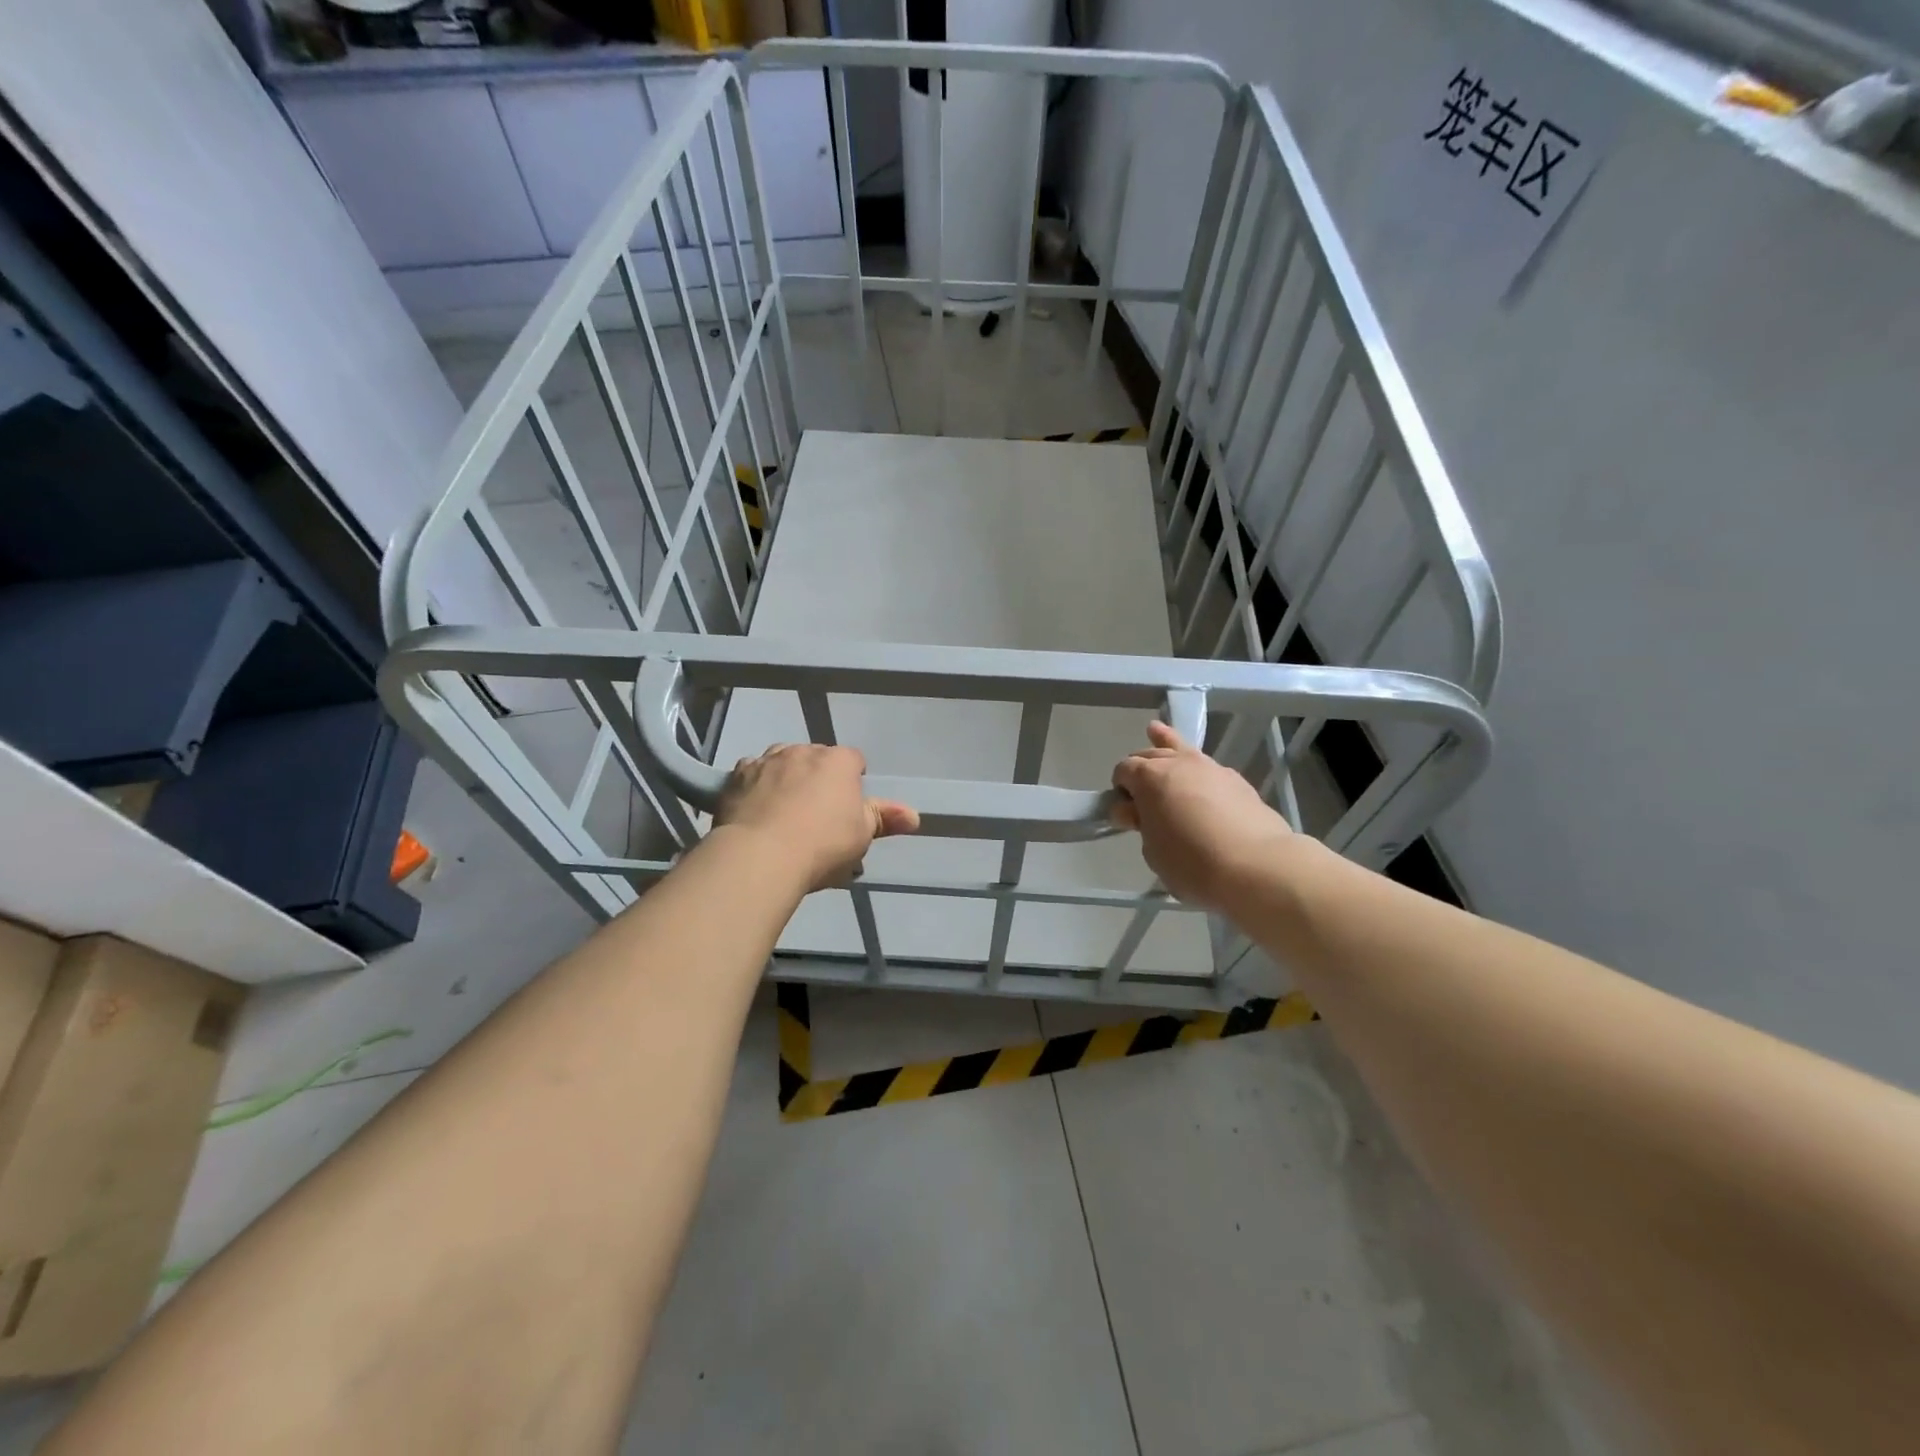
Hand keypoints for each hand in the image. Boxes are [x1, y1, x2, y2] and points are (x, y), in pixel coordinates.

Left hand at [715, 744, 918, 892]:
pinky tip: (756, 810)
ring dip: (786, 777)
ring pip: (782, 761)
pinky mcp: (736, 775)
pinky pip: (751, 773)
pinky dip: (756, 786)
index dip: (853, 781)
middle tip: (817, 815)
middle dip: (818, 778)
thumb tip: (914, 815)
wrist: (760, 856)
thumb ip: (885, 819)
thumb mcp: (862, 836)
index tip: (848, 808)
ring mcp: (767, 760)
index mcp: (839, 761)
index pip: (853, 760)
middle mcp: (803, 751)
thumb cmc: (822, 845)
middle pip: (816, 758)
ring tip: (783, 812)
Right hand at [1111, 720, 1293, 909]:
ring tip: (1155, 731)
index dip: (1120, 788)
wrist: (1256, 865)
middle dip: (1140, 768)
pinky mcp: (1237, 781)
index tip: (1125, 811)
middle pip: (1149, 754)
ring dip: (1165, 744)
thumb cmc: (1192, 862)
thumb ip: (1142, 824)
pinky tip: (1196, 779)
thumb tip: (1136, 812)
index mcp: (1149, 777)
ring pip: (1181, 748)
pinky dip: (1195, 768)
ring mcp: (1210, 768)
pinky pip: (1206, 767)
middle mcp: (1178, 763)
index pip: (1123, 770)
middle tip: (1141, 795)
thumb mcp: (1152, 850)